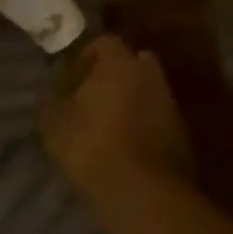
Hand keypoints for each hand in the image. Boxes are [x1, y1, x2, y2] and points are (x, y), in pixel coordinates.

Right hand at [40, 35, 193, 198]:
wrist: (142, 191)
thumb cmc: (91, 146)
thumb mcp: (54, 124)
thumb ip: (50, 102)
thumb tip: (49, 94)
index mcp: (119, 65)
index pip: (106, 42)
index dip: (88, 55)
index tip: (73, 76)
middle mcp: (151, 77)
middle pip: (135, 63)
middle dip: (117, 74)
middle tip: (95, 96)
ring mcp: (171, 106)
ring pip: (150, 92)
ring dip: (133, 101)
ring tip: (109, 125)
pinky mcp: (183, 136)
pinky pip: (159, 119)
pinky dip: (145, 126)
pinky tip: (127, 147)